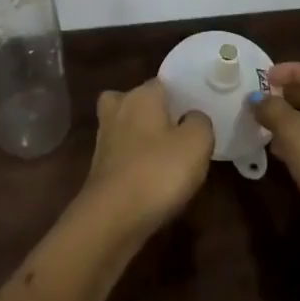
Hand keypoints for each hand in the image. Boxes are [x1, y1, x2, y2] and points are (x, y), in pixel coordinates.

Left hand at [80, 78, 214, 238]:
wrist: (112, 217)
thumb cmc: (158, 171)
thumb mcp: (197, 143)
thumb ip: (200, 122)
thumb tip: (192, 117)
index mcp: (141, 95)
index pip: (163, 82)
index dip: (181, 95)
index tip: (197, 112)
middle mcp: (118, 108)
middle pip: (139, 101)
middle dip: (155, 113)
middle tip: (179, 131)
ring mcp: (104, 138)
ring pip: (127, 127)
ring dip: (143, 138)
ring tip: (168, 157)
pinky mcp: (98, 166)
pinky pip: (122, 153)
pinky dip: (134, 161)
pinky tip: (151, 178)